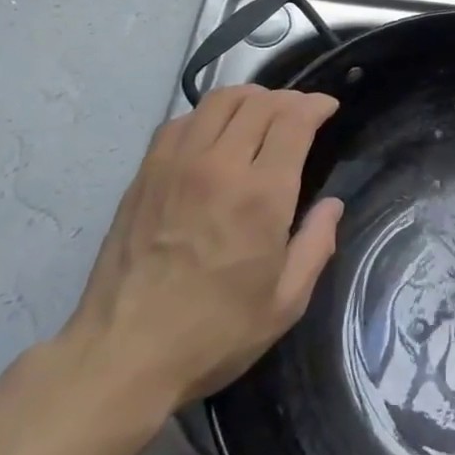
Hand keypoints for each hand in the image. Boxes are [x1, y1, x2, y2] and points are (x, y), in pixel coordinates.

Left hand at [58, 86, 344, 415]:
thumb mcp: (285, 303)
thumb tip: (332, 206)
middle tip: (301, 111)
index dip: (316, 105)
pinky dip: (207, 115)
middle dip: (289, 98)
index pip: (293, 120)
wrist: (122, 356)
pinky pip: (181, 122)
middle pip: (260, 103)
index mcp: (262, 195)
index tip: (328, 107)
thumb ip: (316, 245)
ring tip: (262, 112)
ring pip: (218, 102)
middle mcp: (220, 166)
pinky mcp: (145, 175)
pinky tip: (214, 133)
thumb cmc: (213, 334)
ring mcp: (176, 166)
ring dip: (249, 98)